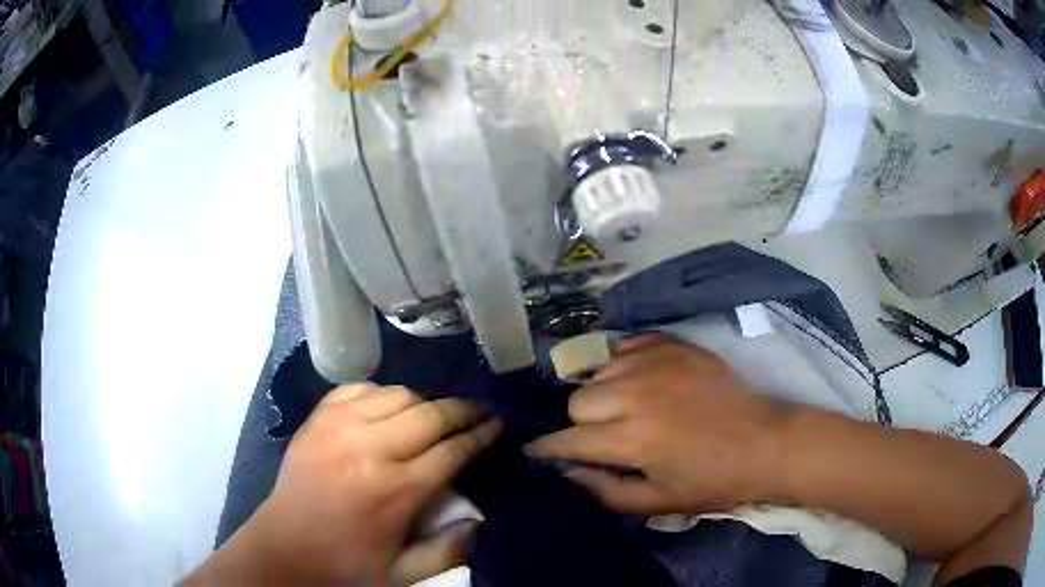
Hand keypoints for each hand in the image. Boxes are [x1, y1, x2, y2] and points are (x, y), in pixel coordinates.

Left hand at [184, 384, 500, 585]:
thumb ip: (449, 550)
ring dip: (422, 403)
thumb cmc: (347, 563)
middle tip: (477, 412)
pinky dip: (380, 394)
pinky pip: (359, 389)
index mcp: (396, 491)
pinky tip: (386, 409)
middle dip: (462, 411)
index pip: (452, 450)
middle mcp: (370, 449)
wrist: (285, 547)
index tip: (497, 423)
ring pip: (398, 394)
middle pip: (430, 414)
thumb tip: (479, 518)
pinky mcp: (318, 418)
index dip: (480, 434)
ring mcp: (339, 427)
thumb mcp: (405, 572)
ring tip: (431, 416)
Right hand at [526, 335, 785, 515]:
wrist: (764, 441)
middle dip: (581, 423)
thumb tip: (565, 472)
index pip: (568, 439)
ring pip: (600, 371)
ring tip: (626, 407)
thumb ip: (604, 491)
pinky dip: (624, 364)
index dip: (547, 449)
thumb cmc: (711, 479)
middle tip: (603, 435)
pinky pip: (626, 346)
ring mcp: (656, 362)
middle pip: (578, 400)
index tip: (535, 452)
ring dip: (604, 392)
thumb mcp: (657, 501)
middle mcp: (637, 393)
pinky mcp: (674, 345)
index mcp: (632, 438)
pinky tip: (641, 380)